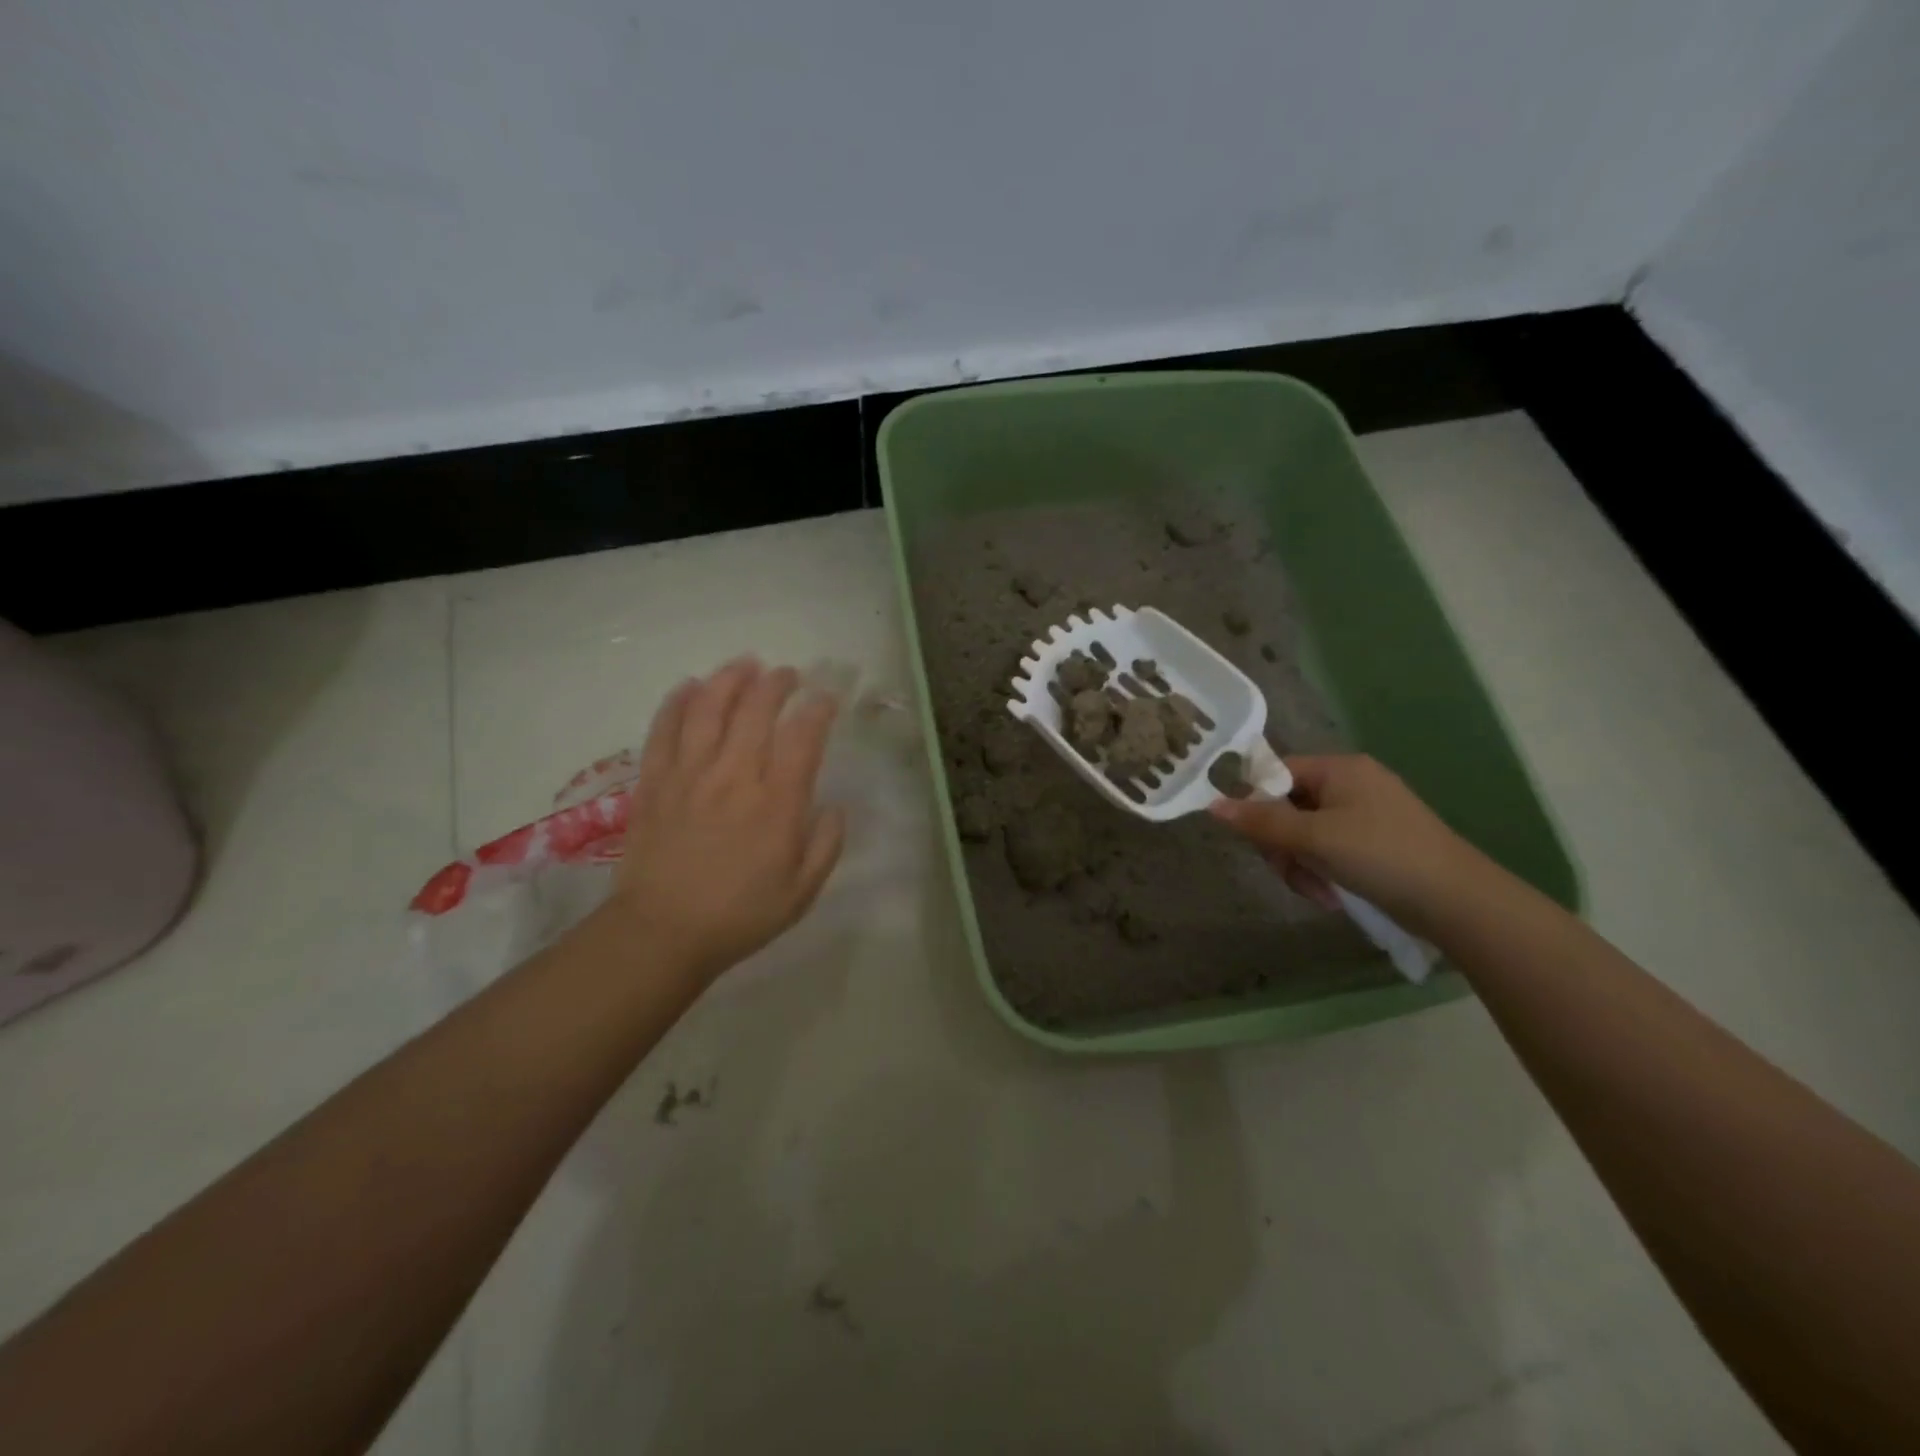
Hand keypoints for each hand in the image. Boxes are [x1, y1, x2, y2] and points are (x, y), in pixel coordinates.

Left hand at [607, 658, 844, 980]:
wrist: (662, 933)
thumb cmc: (740, 915)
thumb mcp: (802, 891)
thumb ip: (826, 845)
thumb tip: (834, 807)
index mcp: (776, 803)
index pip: (803, 736)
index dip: (818, 708)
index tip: (826, 698)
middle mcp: (734, 776)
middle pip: (756, 709)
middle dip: (776, 683)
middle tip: (787, 674)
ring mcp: (689, 774)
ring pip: (709, 708)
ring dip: (729, 679)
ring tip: (744, 665)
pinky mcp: (654, 782)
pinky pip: (664, 729)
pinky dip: (677, 702)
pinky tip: (688, 686)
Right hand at [1209, 754, 1482, 934]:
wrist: (1458, 902)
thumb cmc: (1381, 856)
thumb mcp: (1314, 837)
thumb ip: (1262, 821)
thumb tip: (1213, 805)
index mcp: (1339, 769)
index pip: (1277, 773)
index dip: (1257, 804)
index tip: (1255, 839)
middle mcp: (1351, 784)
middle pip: (1287, 807)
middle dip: (1282, 845)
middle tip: (1290, 872)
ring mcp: (1365, 814)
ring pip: (1304, 834)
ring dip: (1300, 864)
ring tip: (1317, 892)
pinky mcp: (1375, 843)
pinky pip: (1328, 849)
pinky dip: (1322, 871)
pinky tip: (1331, 895)